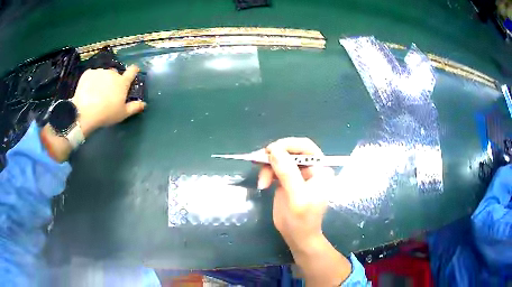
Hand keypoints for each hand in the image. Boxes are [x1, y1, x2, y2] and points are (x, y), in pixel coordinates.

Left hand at [40, 65, 145, 162]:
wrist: (84, 112)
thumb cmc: (106, 114)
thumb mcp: (122, 114)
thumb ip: (134, 107)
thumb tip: (144, 104)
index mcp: (122, 82)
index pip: (132, 71)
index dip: (134, 70)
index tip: (133, 72)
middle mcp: (112, 73)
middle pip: (115, 73)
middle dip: (113, 80)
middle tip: (107, 93)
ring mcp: (100, 72)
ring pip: (102, 74)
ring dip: (101, 80)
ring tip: (95, 93)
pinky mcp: (88, 73)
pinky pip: (92, 75)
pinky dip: (91, 80)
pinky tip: (87, 90)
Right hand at [257, 137, 351, 285]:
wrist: (297, 236)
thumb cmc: (303, 220)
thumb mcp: (297, 197)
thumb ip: (288, 173)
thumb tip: (274, 150)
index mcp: (320, 170)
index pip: (306, 147)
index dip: (288, 145)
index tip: (270, 150)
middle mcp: (310, 168)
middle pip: (291, 151)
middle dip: (275, 155)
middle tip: (259, 161)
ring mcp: (297, 173)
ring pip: (280, 158)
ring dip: (268, 166)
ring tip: (262, 182)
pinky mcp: (286, 179)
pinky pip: (275, 167)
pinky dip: (266, 172)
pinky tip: (263, 184)